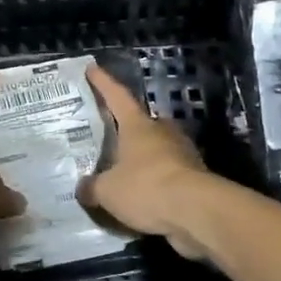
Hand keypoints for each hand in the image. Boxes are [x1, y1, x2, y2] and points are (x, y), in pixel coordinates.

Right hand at [78, 63, 212, 259]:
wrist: (198, 211)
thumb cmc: (147, 188)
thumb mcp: (108, 191)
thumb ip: (93, 187)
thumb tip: (82, 188)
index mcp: (138, 125)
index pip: (117, 96)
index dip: (103, 83)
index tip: (93, 68)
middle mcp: (162, 132)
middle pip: (141, 123)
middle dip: (126, 128)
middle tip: (110, 135)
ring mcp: (182, 153)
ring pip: (157, 149)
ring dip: (142, 158)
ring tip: (124, 171)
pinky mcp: (195, 177)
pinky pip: (168, 174)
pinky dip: (155, 182)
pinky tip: (143, 197)